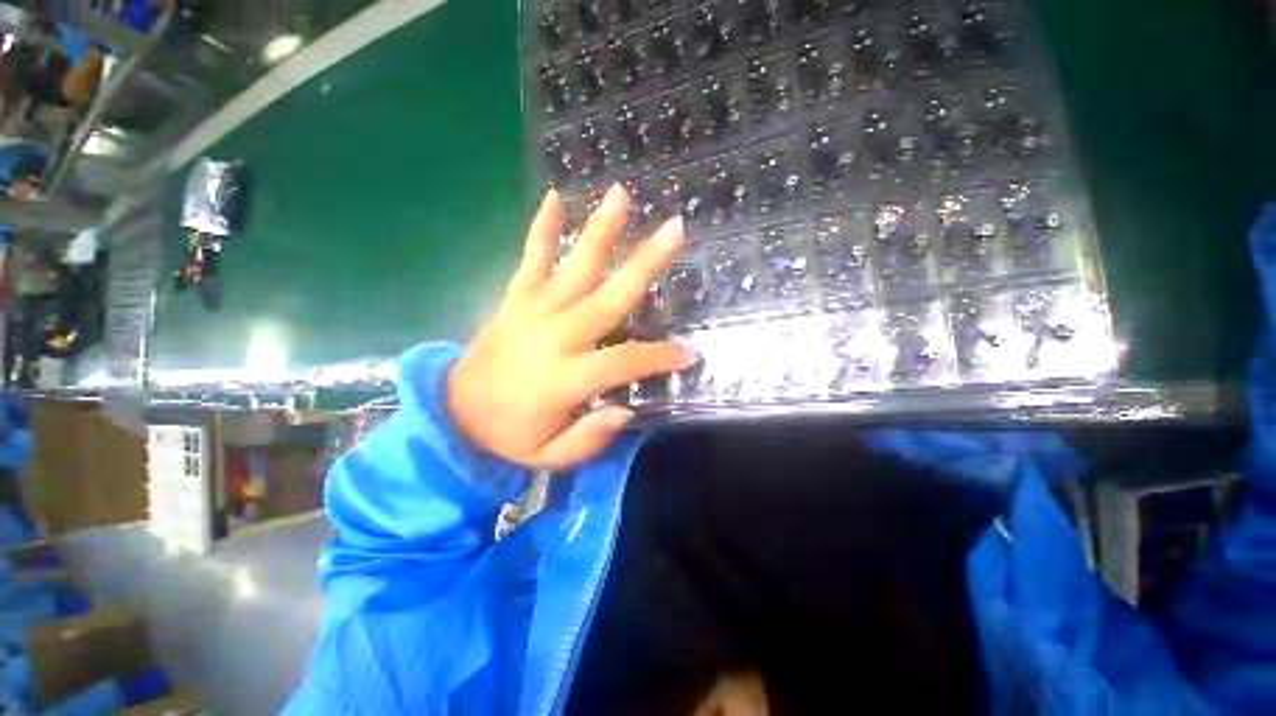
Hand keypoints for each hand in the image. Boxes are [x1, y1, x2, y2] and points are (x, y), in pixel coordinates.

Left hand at [447, 184, 692, 469]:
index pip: (624, 360)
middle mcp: (553, 336)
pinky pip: (529, 259)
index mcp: (564, 378)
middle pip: (608, 298)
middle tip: (675, 231)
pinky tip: (553, 197)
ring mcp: (532, 311)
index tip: (689, 353)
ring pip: (573, 268)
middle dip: (644, 264)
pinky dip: (540, 228)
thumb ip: (588, 438)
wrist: (452, 414)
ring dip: (599, 231)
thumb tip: (624, 410)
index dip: (659, 357)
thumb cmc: (508, 436)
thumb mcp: (548, 456)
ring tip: (621, 194)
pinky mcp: (514, 299)